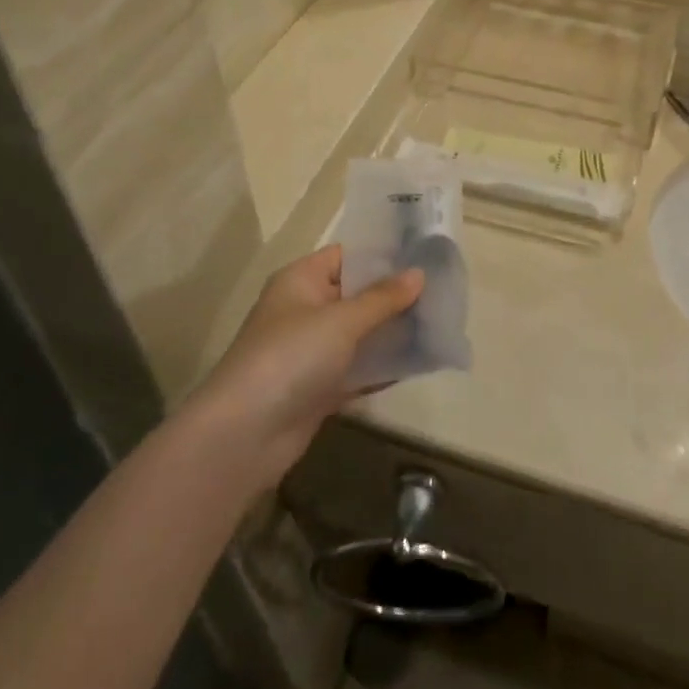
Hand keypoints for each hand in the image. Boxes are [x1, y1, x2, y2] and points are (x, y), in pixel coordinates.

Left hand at [194, 247, 421, 488]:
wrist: (245, 435)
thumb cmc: (291, 357)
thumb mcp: (341, 320)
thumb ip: (383, 298)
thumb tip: (419, 274)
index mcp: (301, 280)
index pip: (347, 255)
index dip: (384, 253)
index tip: (425, 253)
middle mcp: (305, 309)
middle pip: (357, 294)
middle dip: (396, 295)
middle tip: (443, 289)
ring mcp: (311, 351)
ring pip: (360, 333)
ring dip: (393, 331)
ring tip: (440, 322)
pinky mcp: (319, 387)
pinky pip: (358, 368)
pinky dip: (383, 366)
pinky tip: (421, 362)